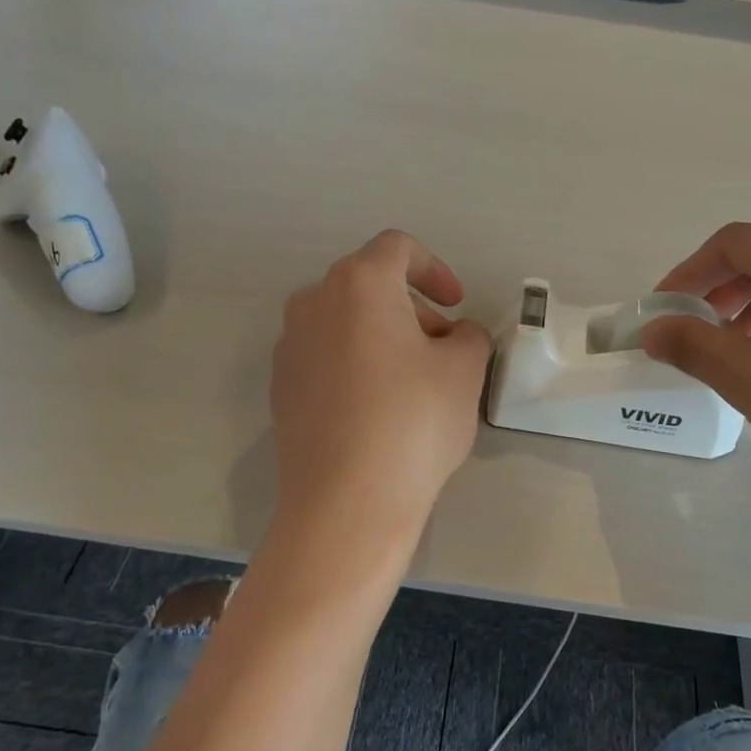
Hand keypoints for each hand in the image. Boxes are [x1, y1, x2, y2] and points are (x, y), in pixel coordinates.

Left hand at [270, 231, 491, 540]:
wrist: (346, 501)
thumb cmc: (413, 421)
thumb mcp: (464, 370)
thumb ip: (469, 336)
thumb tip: (454, 337)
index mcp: (358, 284)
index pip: (398, 249)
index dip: (435, 269)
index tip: (456, 304)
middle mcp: (313, 303)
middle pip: (369, 285)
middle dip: (413, 308)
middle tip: (443, 348)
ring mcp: (289, 347)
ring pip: (345, 322)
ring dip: (383, 336)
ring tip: (413, 381)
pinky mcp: (281, 388)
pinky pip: (325, 357)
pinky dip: (356, 364)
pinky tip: (377, 409)